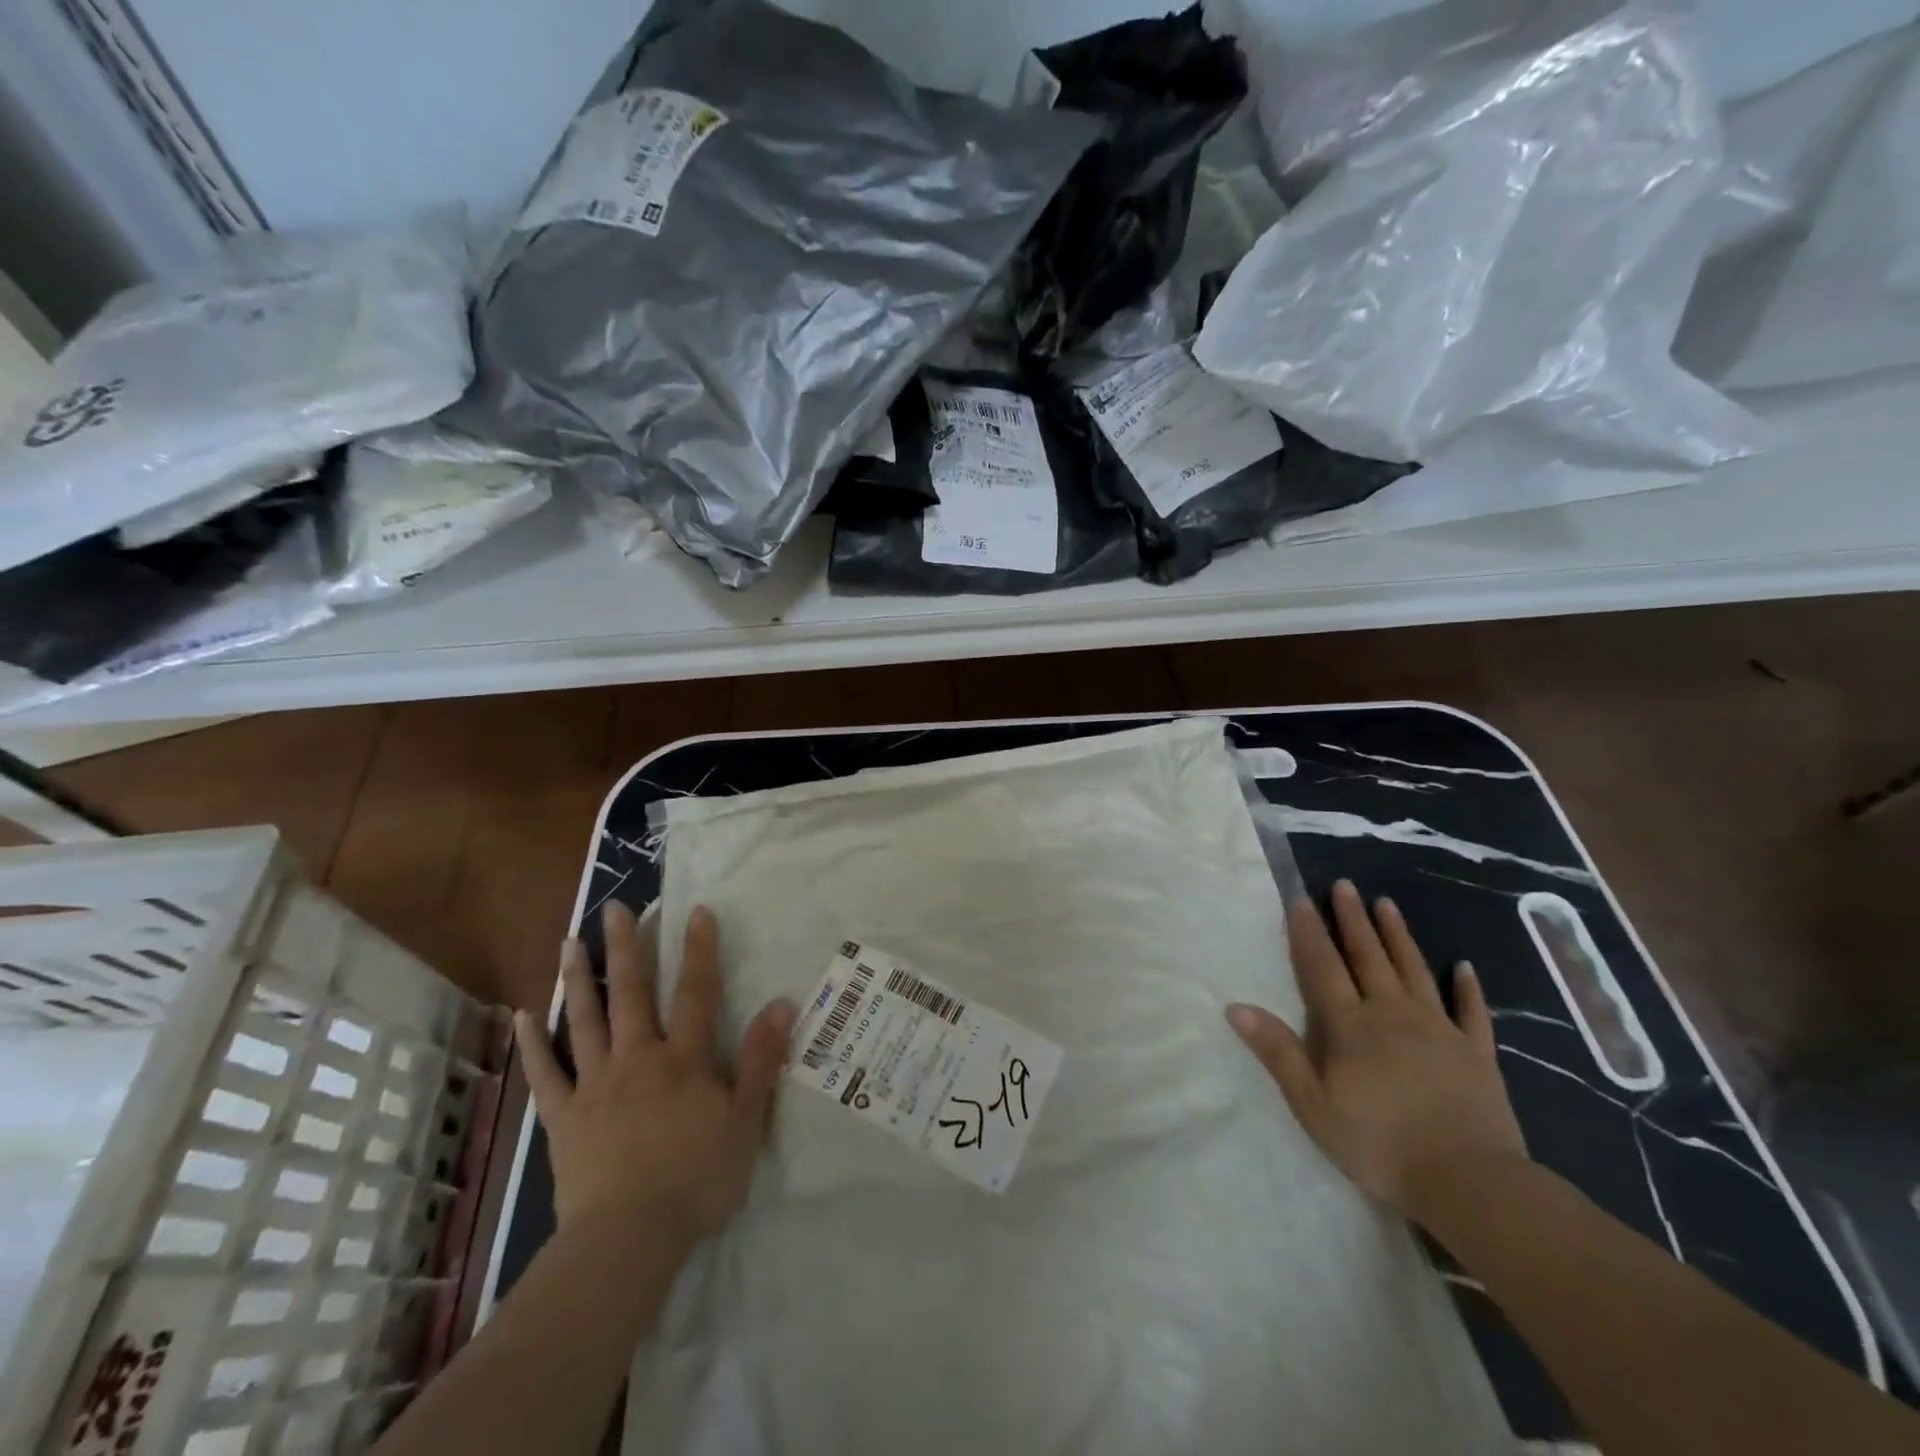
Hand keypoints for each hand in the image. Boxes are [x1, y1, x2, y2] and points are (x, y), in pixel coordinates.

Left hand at [515, 901, 797, 1254]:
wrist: (628, 1239)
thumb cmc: (697, 1179)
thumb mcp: (746, 1120)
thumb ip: (762, 1060)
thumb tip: (781, 1003)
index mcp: (684, 1060)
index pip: (696, 993)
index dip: (699, 950)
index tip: (696, 910)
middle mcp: (638, 1058)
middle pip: (633, 993)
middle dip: (628, 947)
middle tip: (617, 907)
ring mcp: (596, 1085)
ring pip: (586, 1020)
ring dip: (580, 979)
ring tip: (570, 941)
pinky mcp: (564, 1117)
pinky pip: (546, 1073)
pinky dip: (534, 1044)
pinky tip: (524, 1016)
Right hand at [1227, 880, 1527, 1221]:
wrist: (1470, 1183)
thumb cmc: (1380, 1144)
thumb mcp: (1313, 1104)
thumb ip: (1278, 1052)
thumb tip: (1236, 1007)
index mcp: (1351, 1026)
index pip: (1323, 967)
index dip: (1311, 933)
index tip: (1303, 900)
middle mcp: (1393, 1014)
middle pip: (1369, 957)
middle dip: (1353, 920)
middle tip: (1345, 886)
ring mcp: (1439, 1030)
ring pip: (1414, 970)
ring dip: (1398, 936)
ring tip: (1387, 904)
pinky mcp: (1477, 1053)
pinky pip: (1472, 1011)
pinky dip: (1467, 988)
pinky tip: (1464, 967)